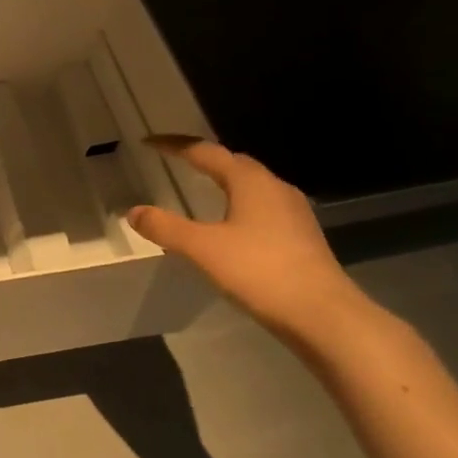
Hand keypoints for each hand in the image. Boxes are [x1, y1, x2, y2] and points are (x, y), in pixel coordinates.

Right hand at [129, 138, 365, 347]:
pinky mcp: (301, 237)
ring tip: (201, 188)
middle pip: (234, 163)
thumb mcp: (202, 248)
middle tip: (176, 160)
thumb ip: (165, 227)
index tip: (149, 143)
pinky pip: (263, 207)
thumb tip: (133, 212)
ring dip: (224, 181)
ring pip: (252, 185)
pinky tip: (231, 224)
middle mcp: (274, 188)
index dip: (175, 145)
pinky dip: (239, 204)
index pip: (206, 152)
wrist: (324, 315)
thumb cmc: (260, 271)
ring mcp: (293, 213)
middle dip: (204, 158)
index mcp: (250, 182)